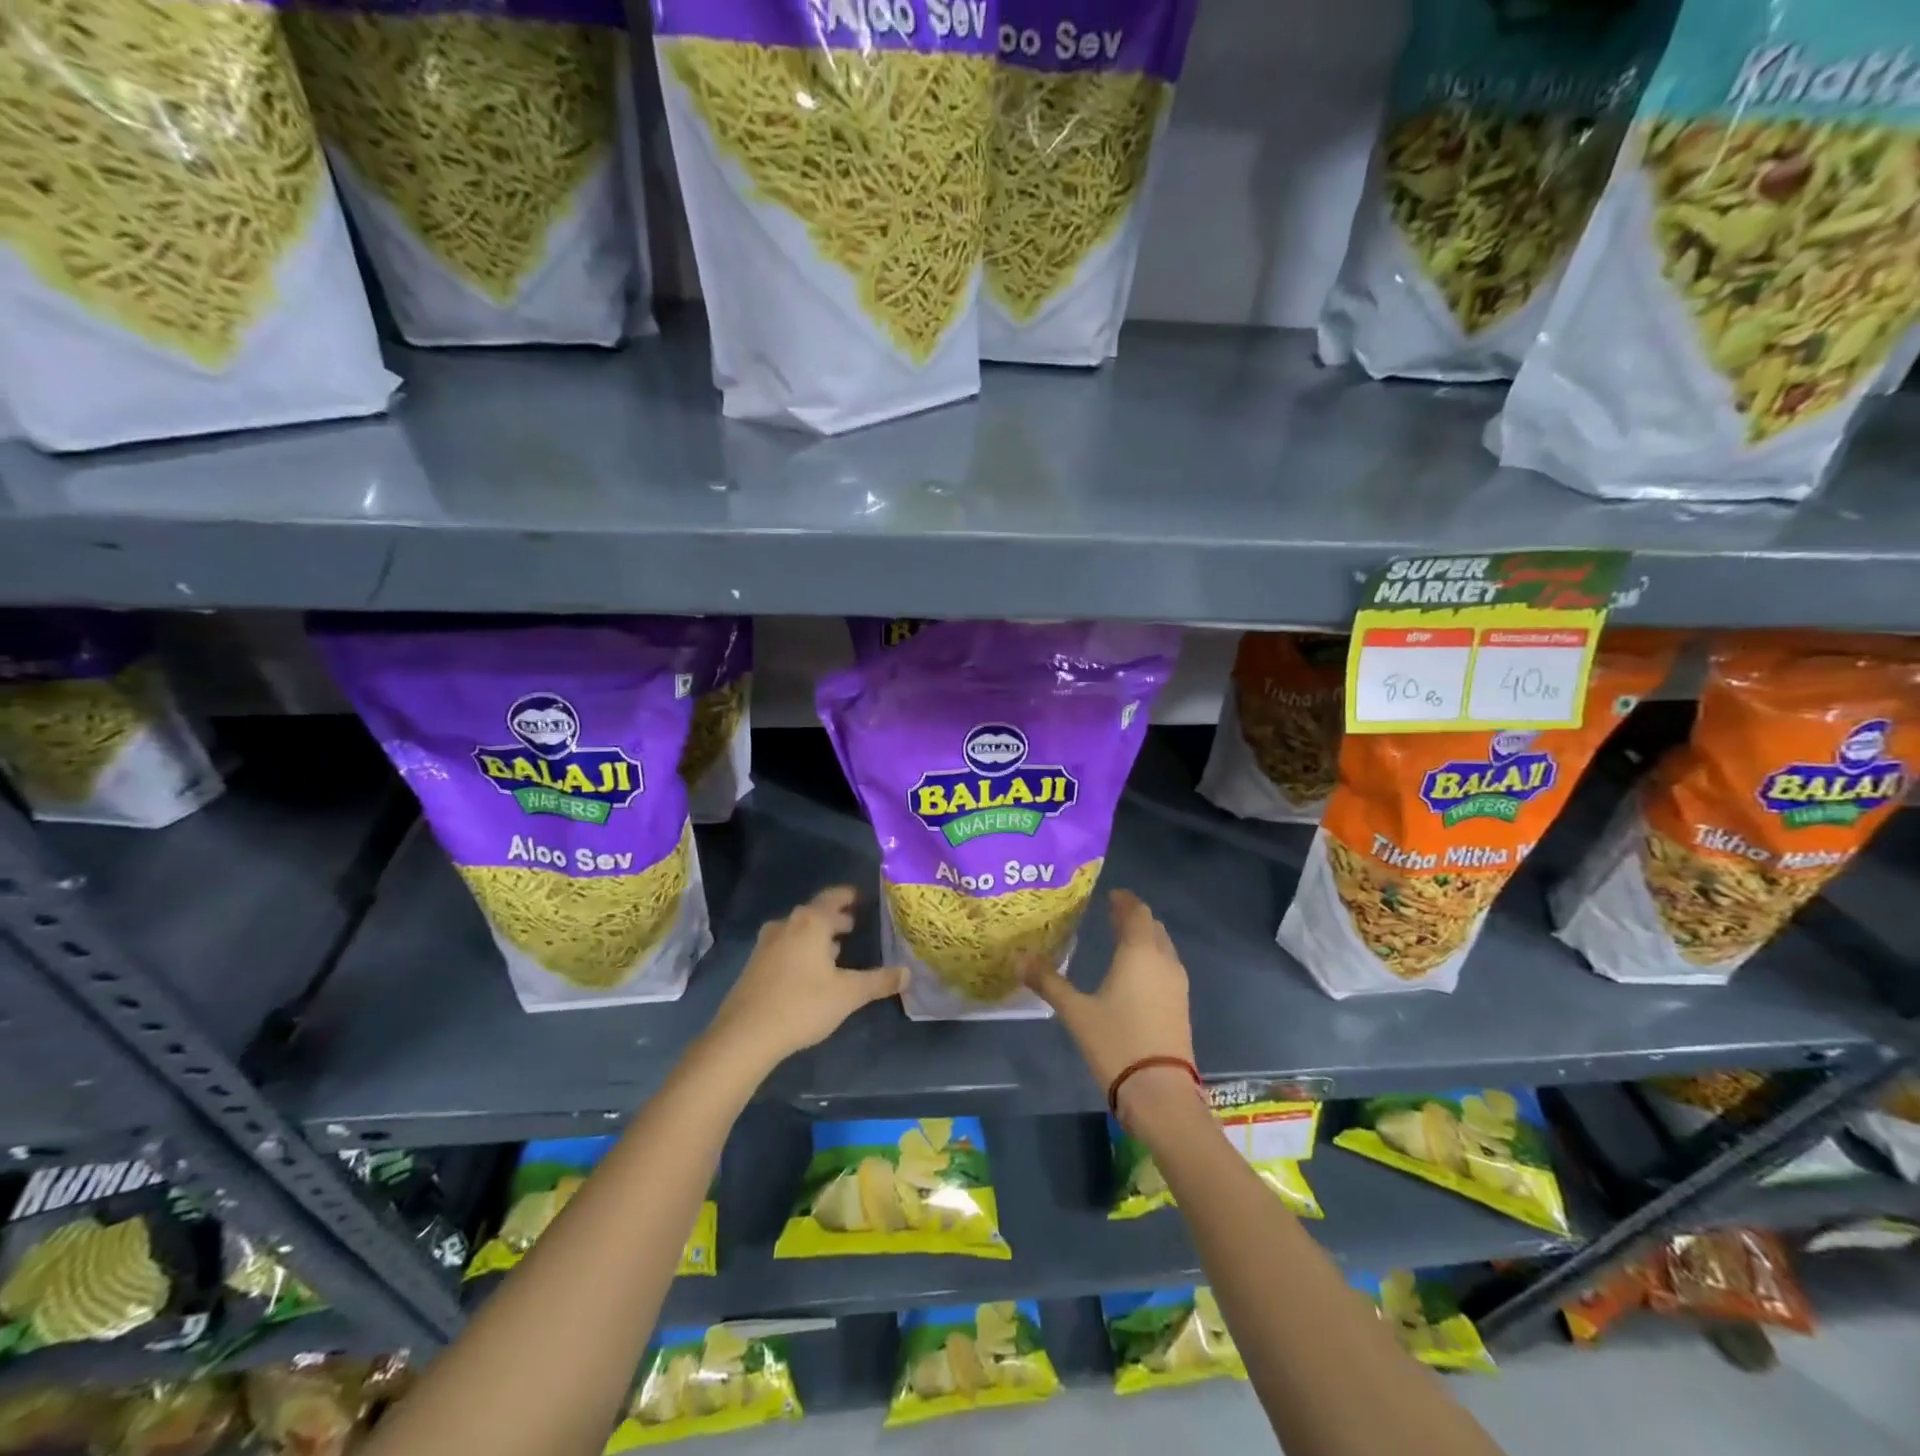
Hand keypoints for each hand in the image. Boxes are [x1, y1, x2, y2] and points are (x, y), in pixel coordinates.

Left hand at [706, 886, 905, 1069]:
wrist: (744, 1035)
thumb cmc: (802, 1005)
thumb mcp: (848, 994)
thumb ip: (879, 981)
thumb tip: (907, 973)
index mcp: (811, 922)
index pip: (834, 897)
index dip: (850, 896)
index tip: (863, 898)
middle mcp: (787, 924)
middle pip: (815, 912)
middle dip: (835, 918)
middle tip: (855, 925)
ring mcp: (767, 943)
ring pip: (799, 930)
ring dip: (817, 935)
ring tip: (836, 949)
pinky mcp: (755, 964)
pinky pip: (785, 945)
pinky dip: (802, 948)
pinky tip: (810, 970)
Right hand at [1021, 890, 1195, 1120]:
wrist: (1160, 1093)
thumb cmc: (1116, 1042)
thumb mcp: (1075, 1011)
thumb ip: (1049, 981)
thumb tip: (1019, 959)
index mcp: (1139, 952)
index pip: (1137, 912)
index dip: (1124, 901)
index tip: (1110, 895)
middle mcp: (1163, 960)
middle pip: (1152, 926)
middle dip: (1133, 918)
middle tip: (1111, 914)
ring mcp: (1177, 984)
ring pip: (1163, 947)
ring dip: (1144, 938)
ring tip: (1120, 940)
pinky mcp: (1180, 1006)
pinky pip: (1166, 968)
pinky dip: (1151, 959)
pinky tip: (1134, 974)